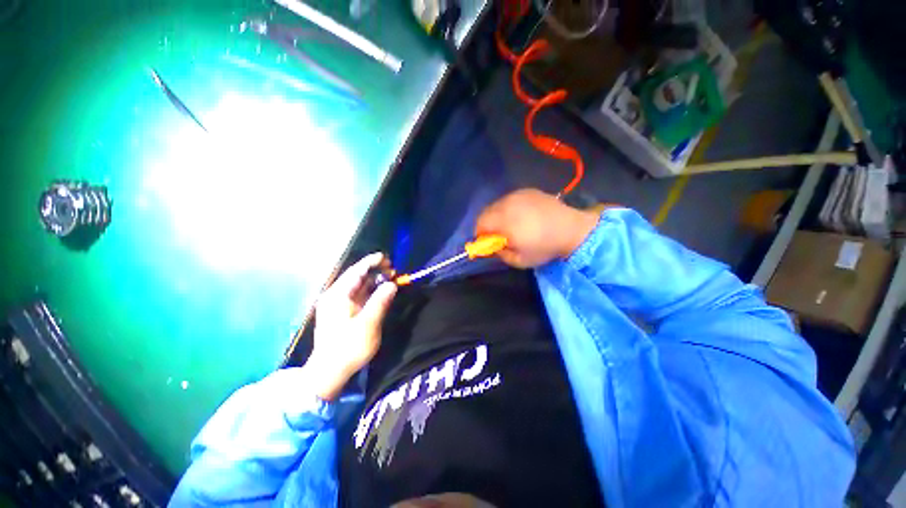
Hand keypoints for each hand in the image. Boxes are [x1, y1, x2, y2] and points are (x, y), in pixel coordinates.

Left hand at [309, 253, 396, 400]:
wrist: (329, 372)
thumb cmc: (349, 347)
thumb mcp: (368, 323)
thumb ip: (381, 301)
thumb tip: (391, 284)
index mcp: (338, 295)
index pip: (356, 271)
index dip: (371, 262)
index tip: (386, 257)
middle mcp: (334, 296)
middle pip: (356, 277)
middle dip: (374, 271)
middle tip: (392, 269)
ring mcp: (336, 304)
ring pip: (357, 286)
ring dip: (373, 281)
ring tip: (389, 278)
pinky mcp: (340, 313)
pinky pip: (356, 295)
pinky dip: (369, 291)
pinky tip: (379, 291)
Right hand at [475, 189, 601, 267]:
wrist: (572, 229)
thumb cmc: (544, 247)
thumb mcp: (520, 260)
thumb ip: (500, 254)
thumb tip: (492, 246)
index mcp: (504, 221)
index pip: (480, 223)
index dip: (480, 234)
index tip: (489, 241)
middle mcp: (507, 204)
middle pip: (485, 212)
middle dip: (487, 224)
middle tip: (499, 235)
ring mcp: (517, 195)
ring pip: (496, 205)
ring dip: (497, 215)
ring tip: (512, 225)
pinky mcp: (527, 191)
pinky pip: (509, 199)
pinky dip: (509, 208)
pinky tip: (522, 216)